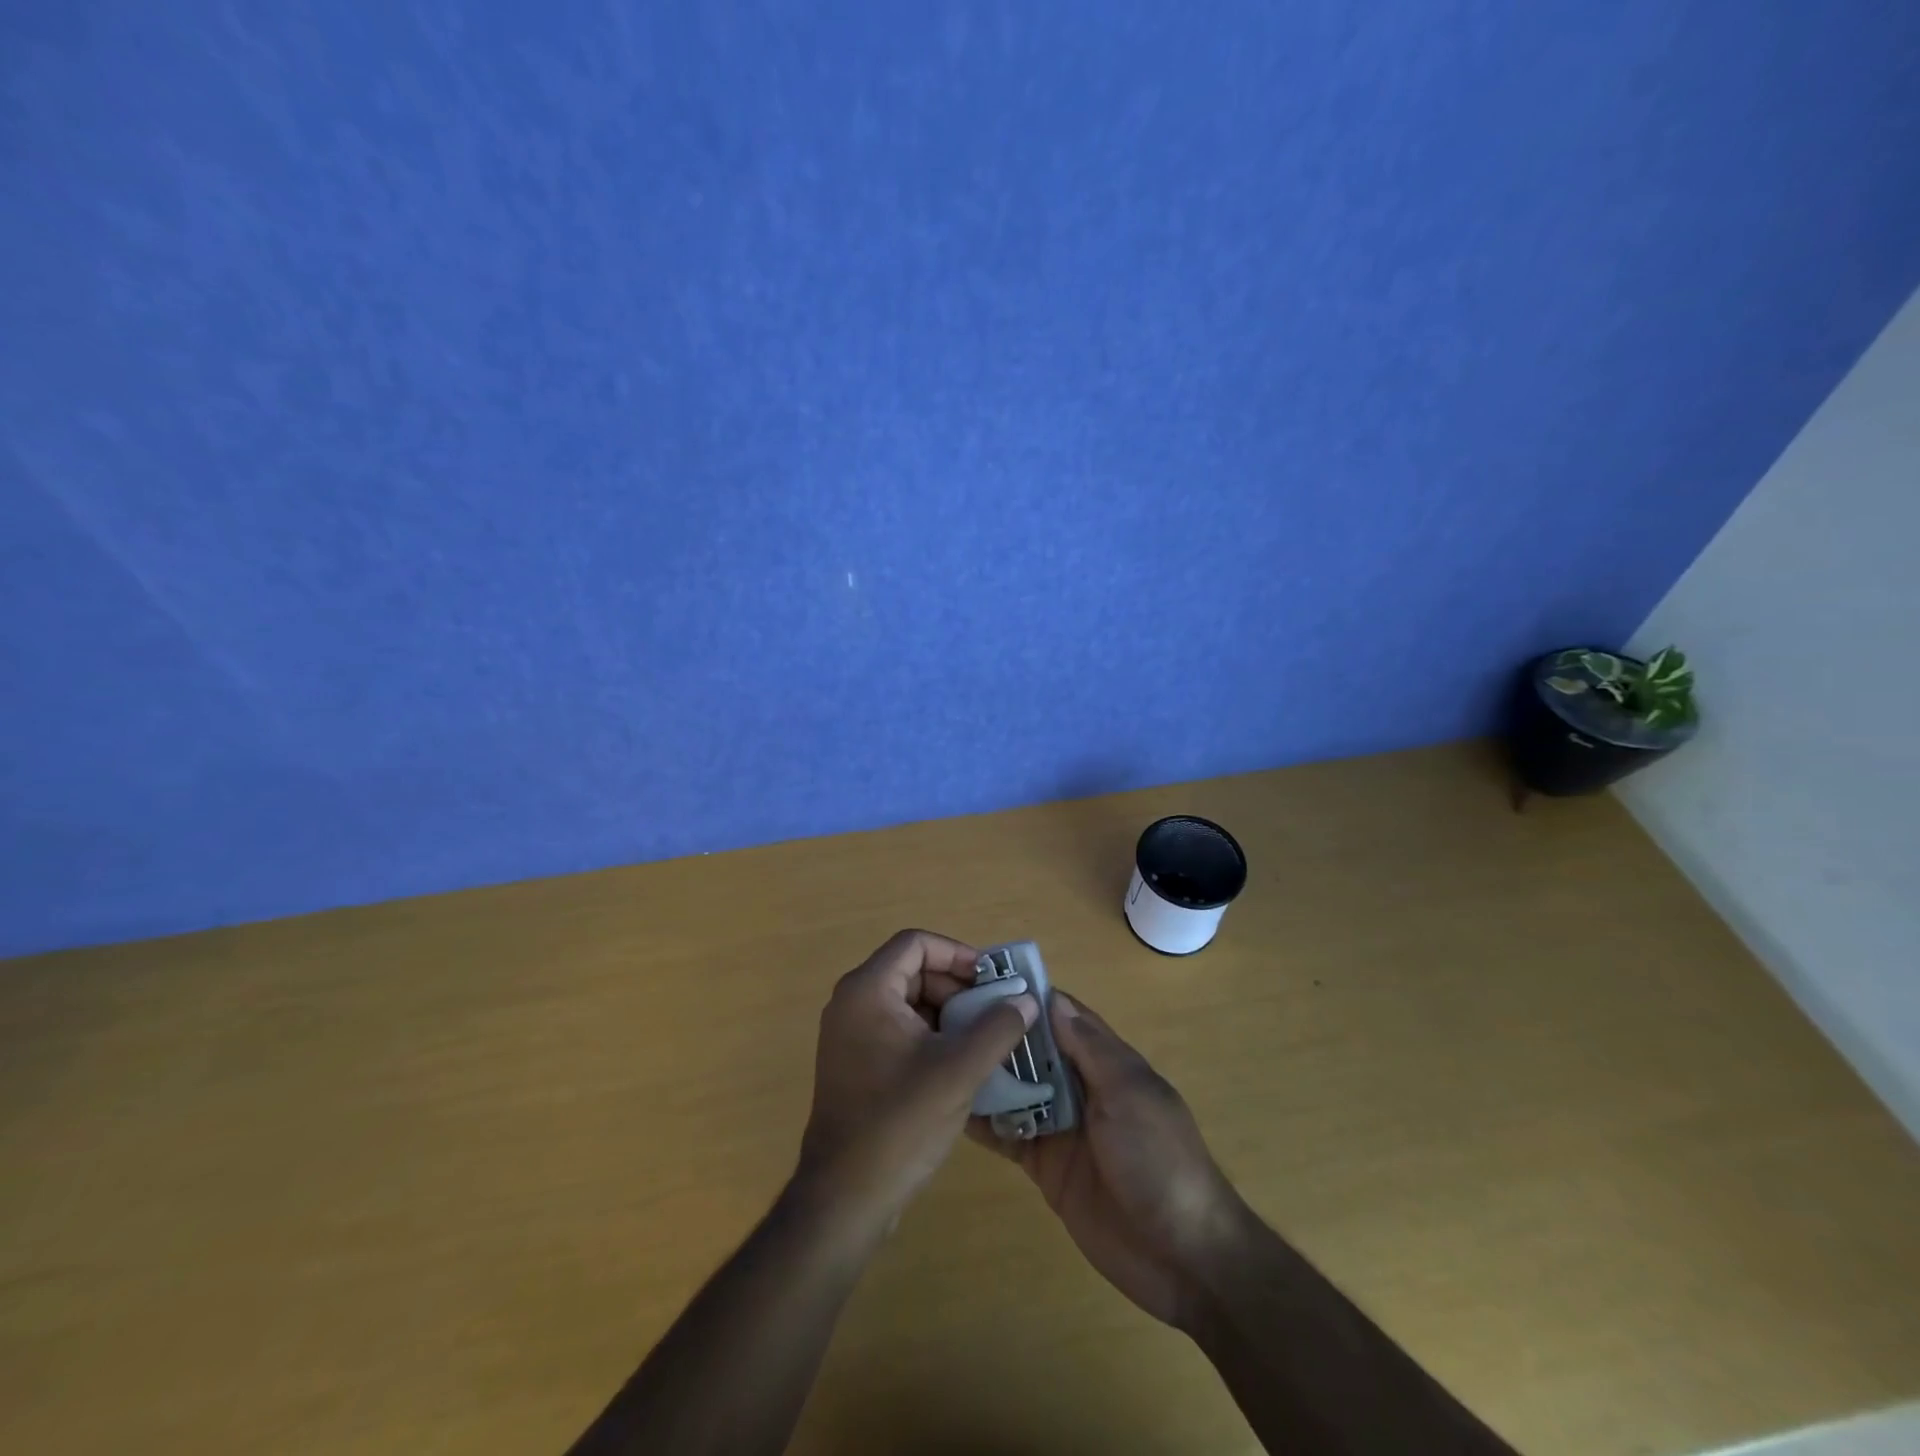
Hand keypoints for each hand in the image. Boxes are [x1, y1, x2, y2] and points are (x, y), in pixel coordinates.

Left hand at [795, 930, 1037, 1238]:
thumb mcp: (959, 1070)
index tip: (991, 980)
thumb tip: (1025, 999)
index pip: (916, 944)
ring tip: (986, 1038)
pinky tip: (961, 1064)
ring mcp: (849, 1035)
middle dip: (957, 987)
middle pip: (912, 971)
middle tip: (995, 1012)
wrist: (845, 1198)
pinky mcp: (855, 1063)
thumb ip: (997, 1027)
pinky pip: (898, 1029)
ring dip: (948, 1013)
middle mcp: (852, 1002)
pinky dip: (931, 1036)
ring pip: (908, 1002)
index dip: (957, 954)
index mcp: (868, 990)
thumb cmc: (900, 1123)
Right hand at [974, 992, 1247, 1330]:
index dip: (1029, 998)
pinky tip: (950, 1106)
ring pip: (1016, 1089)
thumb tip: (1053, 998)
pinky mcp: (1045, 1165)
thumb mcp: (1130, 1093)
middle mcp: (1081, 1087)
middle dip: (999, 1034)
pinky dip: (984, 1121)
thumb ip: (1091, 1048)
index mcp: (1107, 1062)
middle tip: (944, 1016)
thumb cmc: (1160, 1159)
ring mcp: (1062, 1127)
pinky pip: (1009, 1134)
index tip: (983, 977)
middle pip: (1034, 1051)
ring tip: (939, 1054)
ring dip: (986, 1075)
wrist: (1182, 1256)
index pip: (1063, 1016)